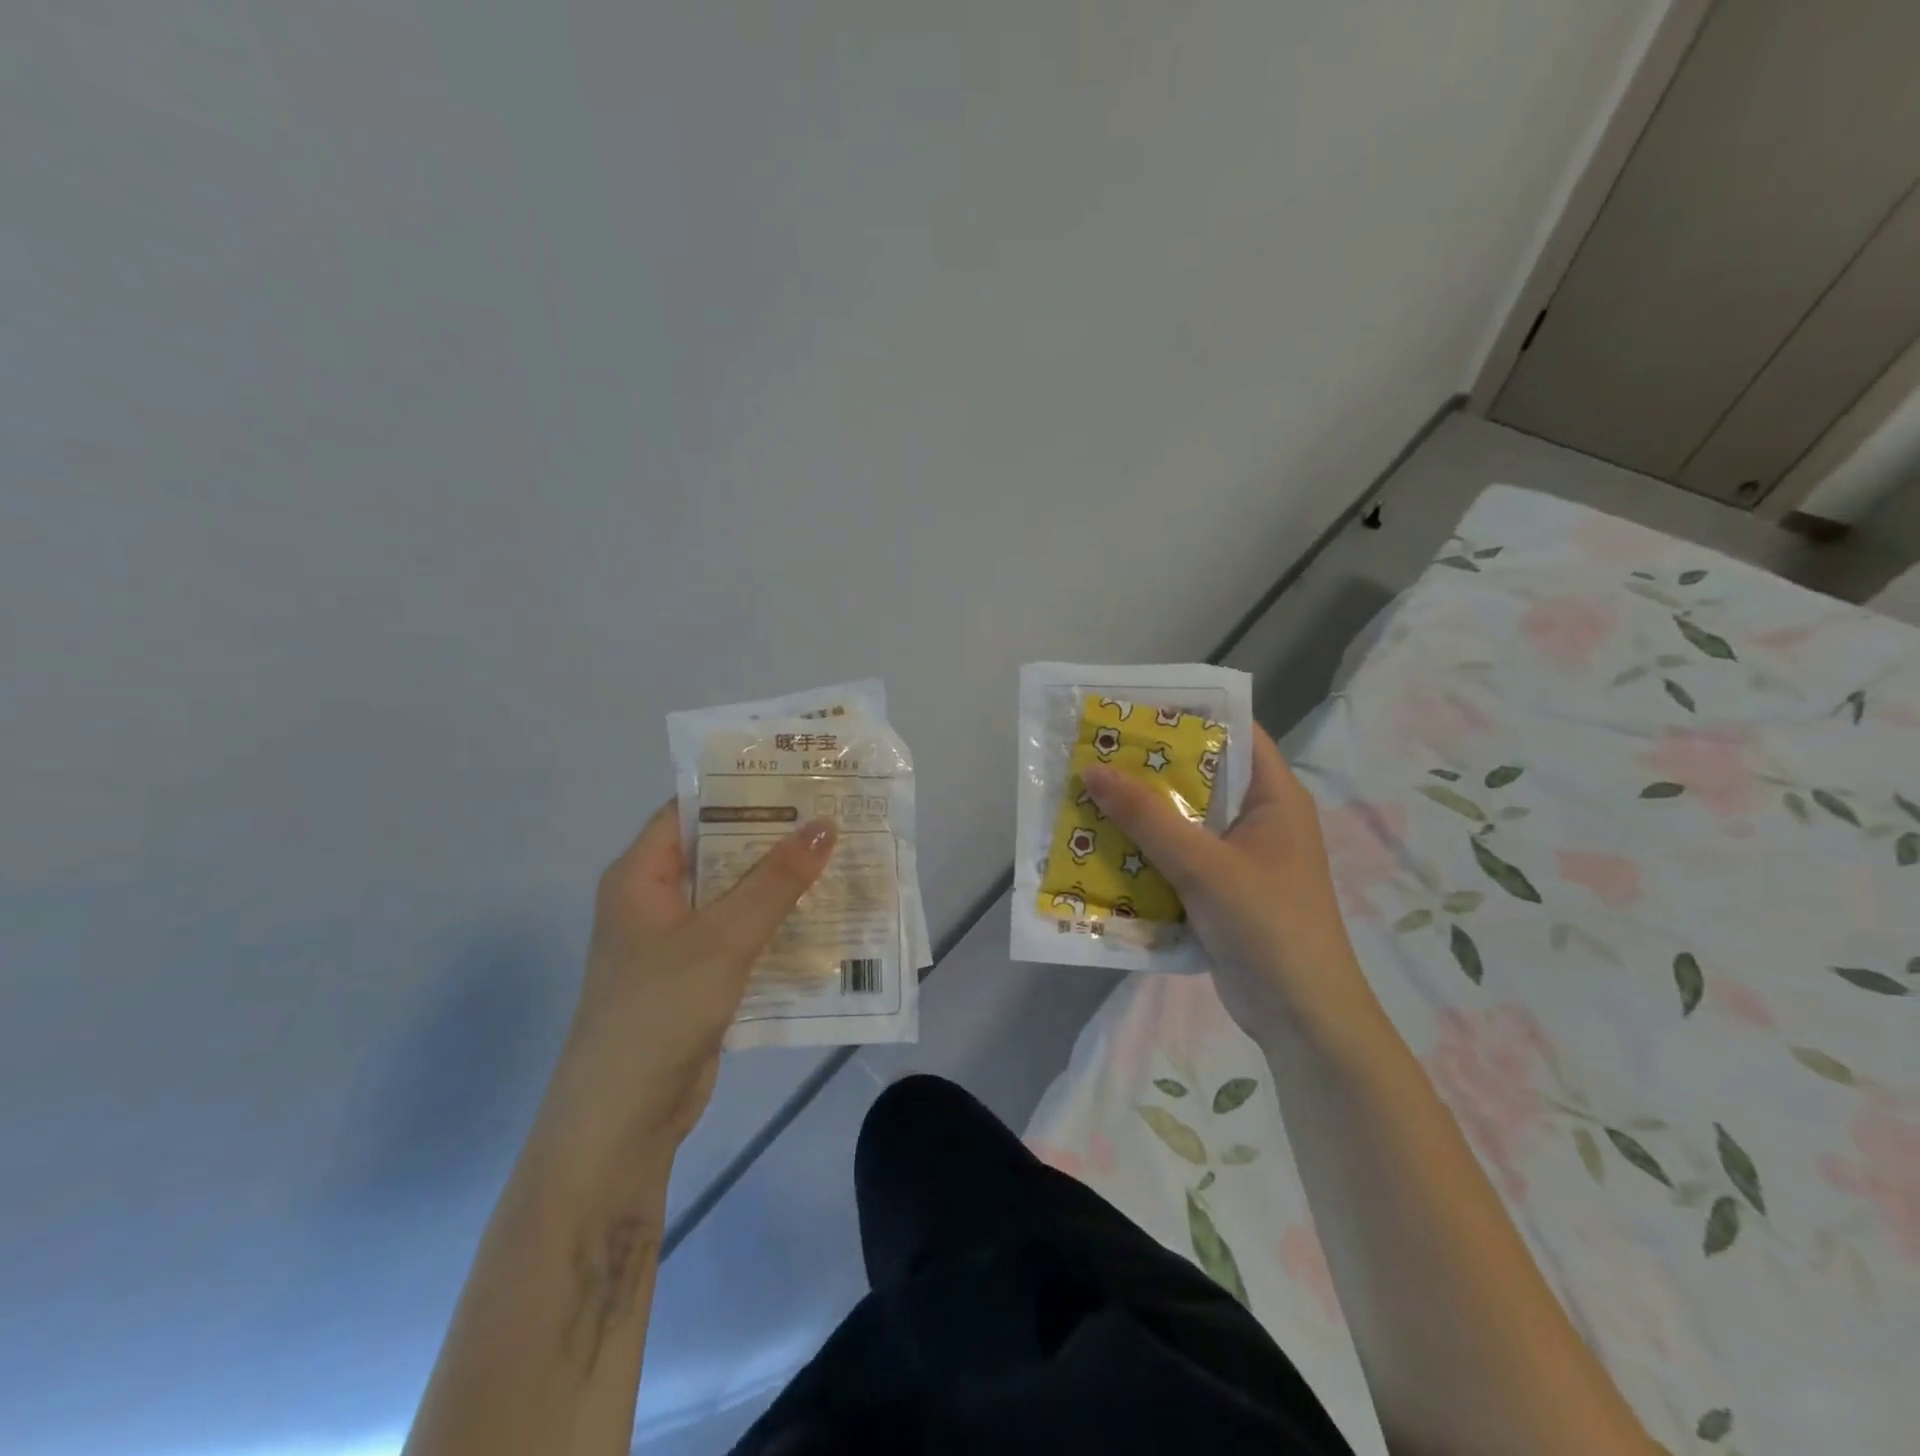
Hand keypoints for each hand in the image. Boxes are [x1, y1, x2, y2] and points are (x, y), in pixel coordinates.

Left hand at [549, 803, 837, 1152]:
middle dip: (772, 835)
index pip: (691, 810)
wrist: (623, 1119)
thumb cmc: (662, 1009)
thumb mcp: (725, 936)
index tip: (796, 775)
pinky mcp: (697, 977)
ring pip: (734, 896)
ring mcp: (675, 942)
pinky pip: (741, 935)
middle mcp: (655, 900)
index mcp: (641, 876)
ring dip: (779, 881)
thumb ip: (776, 879)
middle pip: (719, 851)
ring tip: (838, 854)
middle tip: (832, 812)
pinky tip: (822, 915)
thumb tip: (825, 823)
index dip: (741, 789)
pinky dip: (775, 924)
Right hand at [1083, 725, 1382, 1048]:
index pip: (1234, 734)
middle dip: (1148, 768)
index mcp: (1274, 797)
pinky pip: (1176, 858)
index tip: (1132, 709)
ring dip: (1139, 814)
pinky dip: (1144, 852)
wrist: (1300, 1018)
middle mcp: (1258, 819)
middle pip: (1199, 777)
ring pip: (1182, 821)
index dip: (1187, 715)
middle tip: (1094, 752)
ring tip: (1085, 794)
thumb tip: (1093, 769)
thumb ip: (1147, 817)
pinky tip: (1101, 848)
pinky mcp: (1219, 891)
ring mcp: (1239, 858)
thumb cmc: (1266, 925)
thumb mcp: (1203, 865)